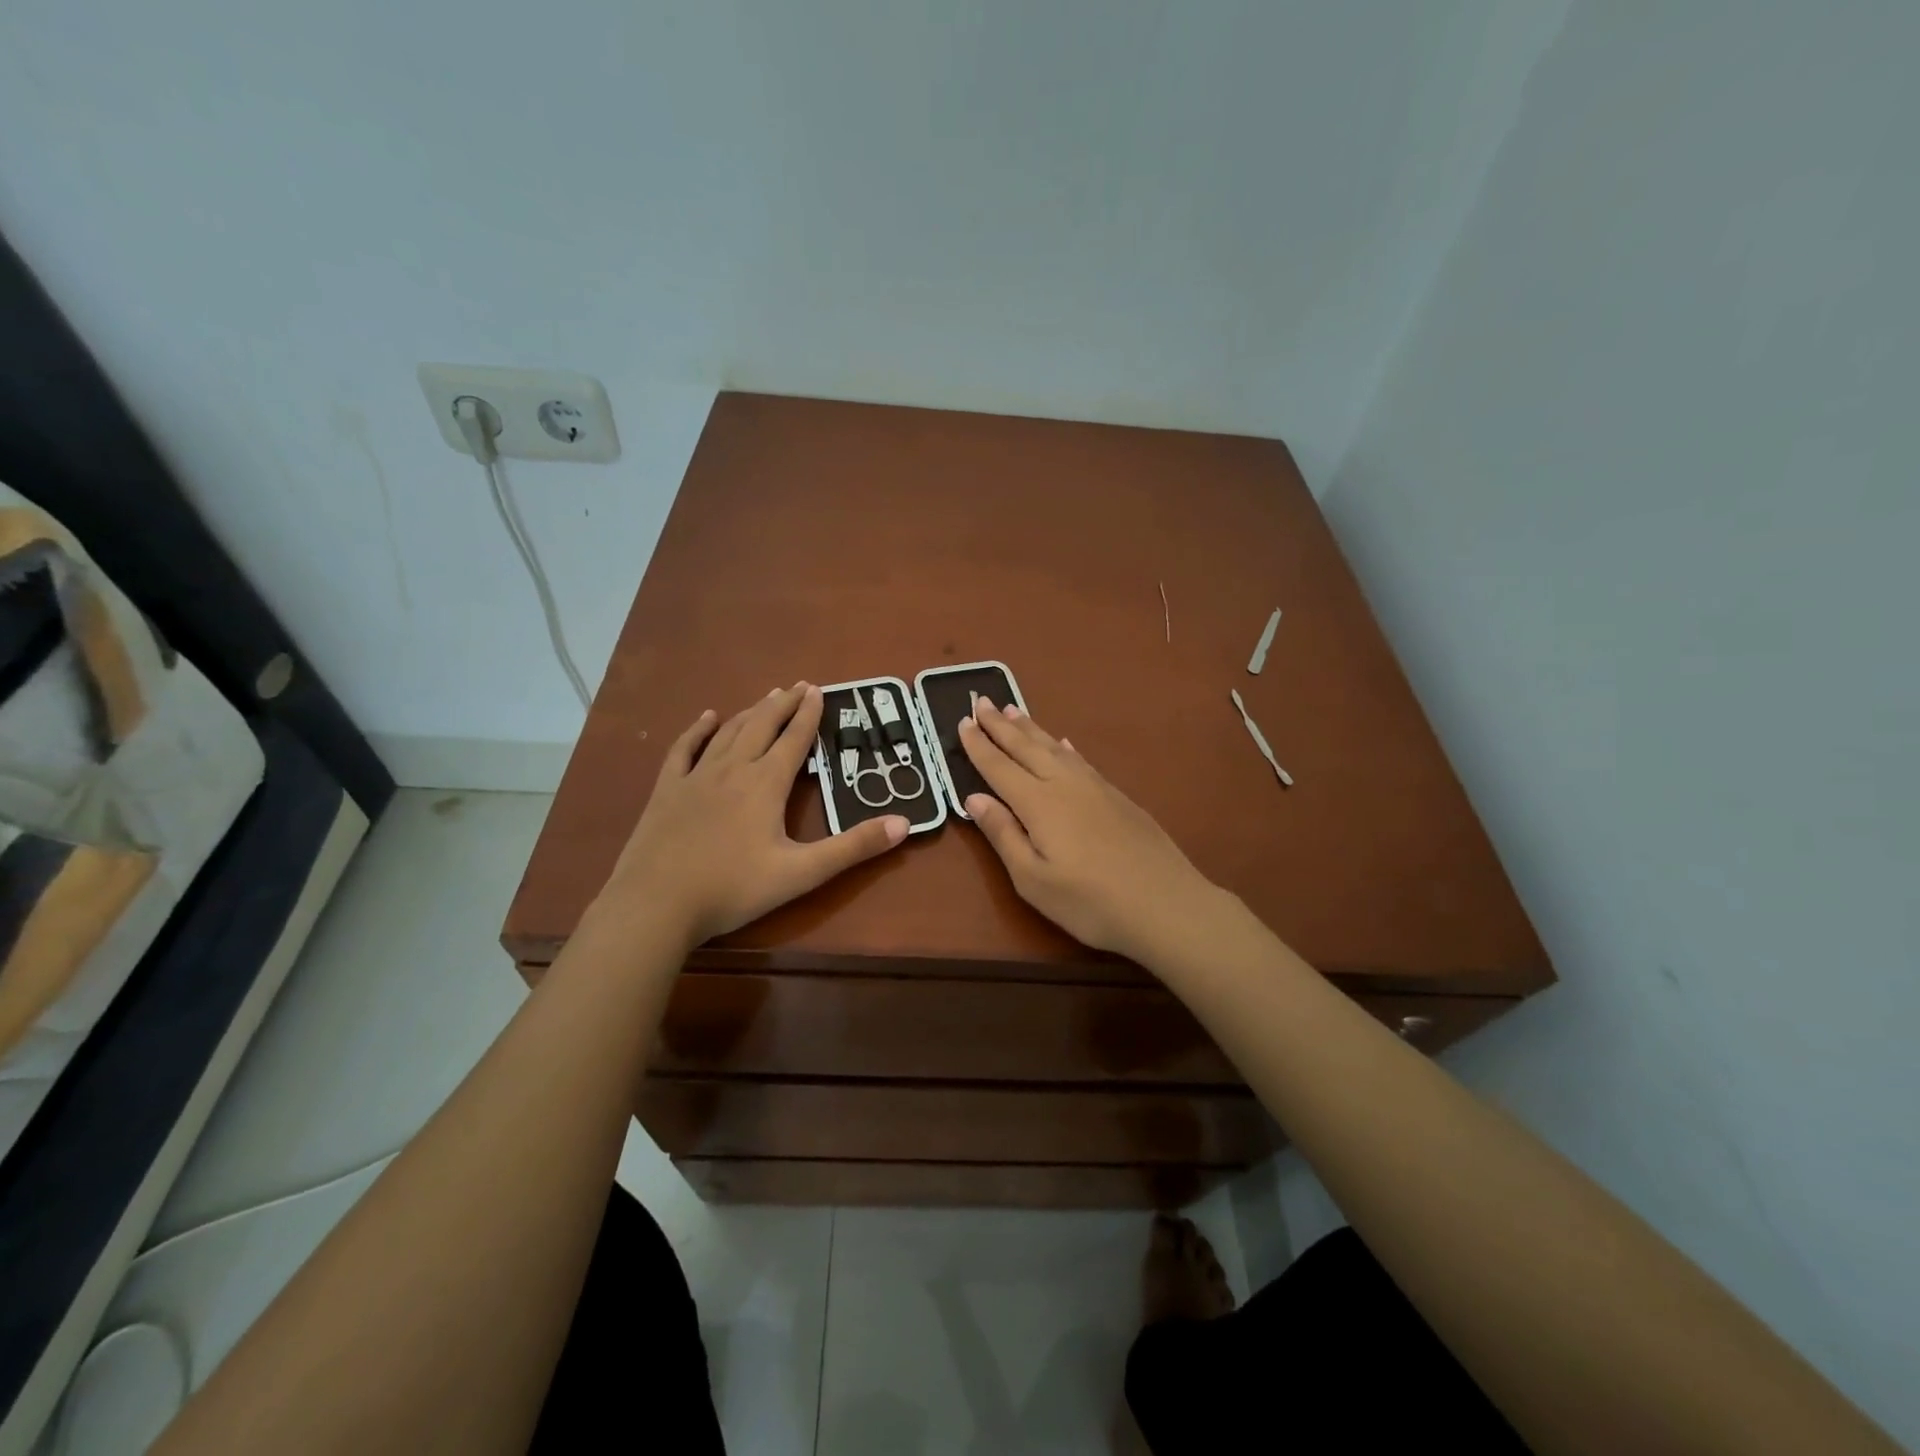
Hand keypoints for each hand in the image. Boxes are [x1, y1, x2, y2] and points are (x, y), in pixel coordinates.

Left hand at [596, 683, 908, 947]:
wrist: (656, 905)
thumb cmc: (733, 889)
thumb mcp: (802, 873)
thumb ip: (853, 848)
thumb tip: (905, 823)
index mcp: (766, 784)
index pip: (794, 740)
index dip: (809, 715)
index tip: (818, 690)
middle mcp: (733, 769)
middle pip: (762, 726)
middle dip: (783, 704)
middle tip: (799, 685)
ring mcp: (696, 777)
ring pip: (729, 732)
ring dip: (751, 712)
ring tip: (767, 696)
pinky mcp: (667, 791)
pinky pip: (685, 749)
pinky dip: (698, 730)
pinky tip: (707, 717)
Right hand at [958, 699, 1225, 963]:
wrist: (1166, 904)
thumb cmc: (1090, 902)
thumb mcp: (1033, 880)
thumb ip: (1003, 834)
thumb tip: (974, 798)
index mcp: (1038, 804)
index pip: (999, 767)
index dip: (978, 745)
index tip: (962, 721)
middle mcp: (1064, 784)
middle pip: (1026, 748)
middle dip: (1001, 725)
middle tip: (982, 701)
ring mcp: (1095, 787)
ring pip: (1056, 747)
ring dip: (1031, 728)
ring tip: (1014, 710)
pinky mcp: (1118, 796)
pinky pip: (1082, 759)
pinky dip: (1066, 746)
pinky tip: (1064, 742)